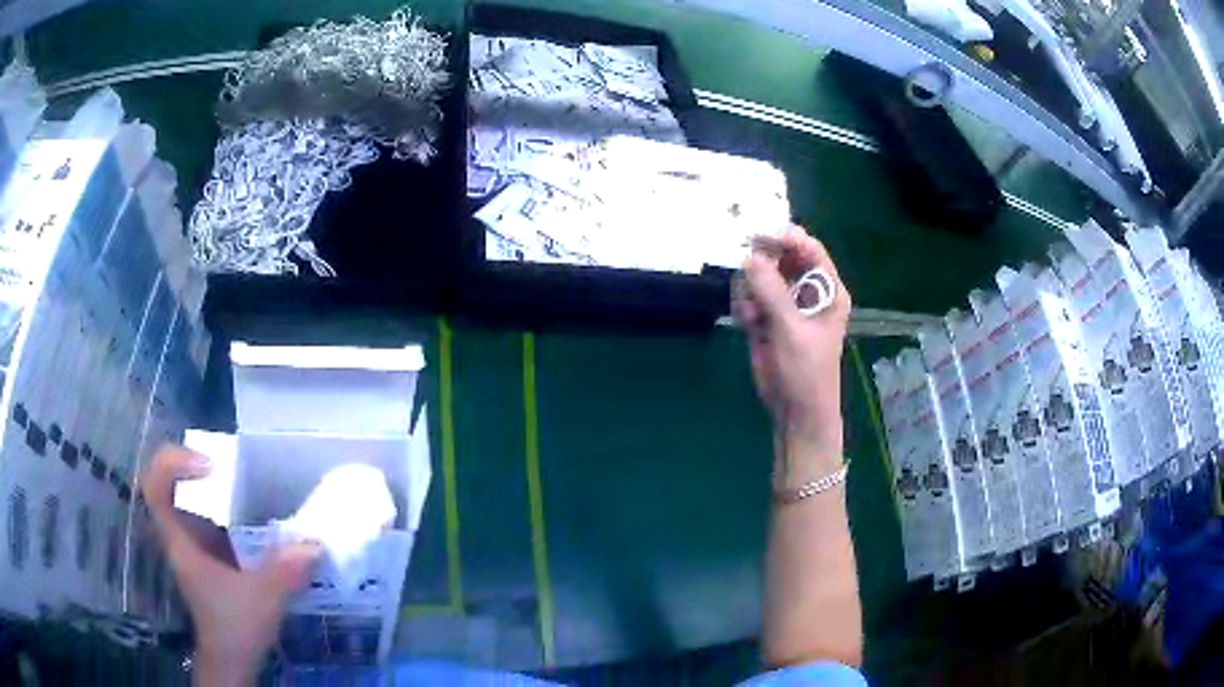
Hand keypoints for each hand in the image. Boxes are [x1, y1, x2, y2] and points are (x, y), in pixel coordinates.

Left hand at [142, 444, 320, 682]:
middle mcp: (181, 536)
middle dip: (193, 463)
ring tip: (244, 477)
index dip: (173, 463)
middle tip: (228, 461)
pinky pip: (208, 517)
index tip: (209, 465)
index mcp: (179, 541)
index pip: (155, 486)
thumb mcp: (261, 599)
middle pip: (169, 483)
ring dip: (209, 484)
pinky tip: (252, 511)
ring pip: (188, 499)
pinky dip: (224, 506)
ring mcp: (193, 545)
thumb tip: (314, 543)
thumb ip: (284, 570)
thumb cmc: (234, 627)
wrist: (232, 659)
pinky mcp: (209, 555)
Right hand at [734, 226, 850, 482]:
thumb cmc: (806, 371)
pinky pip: (750, 298)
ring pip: (761, 277)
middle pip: (783, 259)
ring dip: (751, 289)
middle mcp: (807, 292)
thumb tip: (749, 257)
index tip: (761, 237)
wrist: (795, 411)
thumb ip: (771, 291)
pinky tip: (748, 324)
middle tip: (747, 267)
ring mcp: (786, 306)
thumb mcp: (791, 329)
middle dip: (764, 262)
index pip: (810, 250)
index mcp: (828, 291)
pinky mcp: (766, 320)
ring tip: (753, 313)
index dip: (788, 239)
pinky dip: (745, 306)